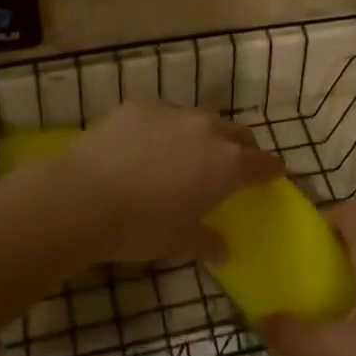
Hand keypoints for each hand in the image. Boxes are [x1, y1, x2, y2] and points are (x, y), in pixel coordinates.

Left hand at [61, 103, 282, 266]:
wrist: (82, 197)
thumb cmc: (140, 228)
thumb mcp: (178, 243)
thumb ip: (207, 243)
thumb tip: (223, 249)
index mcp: (227, 165)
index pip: (264, 163)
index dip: (271, 170)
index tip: (273, 175)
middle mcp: (208, 130)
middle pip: (237, 133)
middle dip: (240, 148)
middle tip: (230, 166)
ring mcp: (173, 112)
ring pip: (200, 119)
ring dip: (201, 135)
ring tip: (184, 155)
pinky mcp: (139, 105)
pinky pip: (163, 114)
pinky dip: (163, 128)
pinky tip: (143, 147)